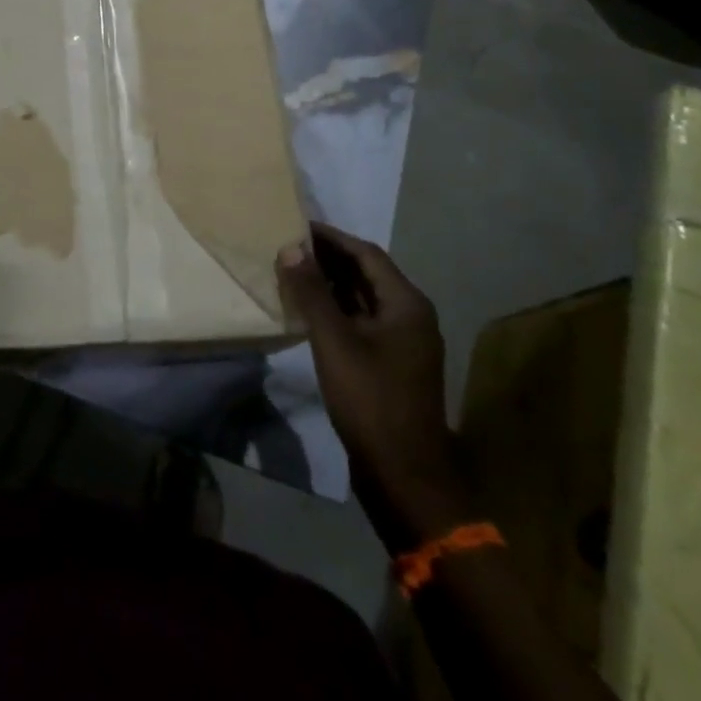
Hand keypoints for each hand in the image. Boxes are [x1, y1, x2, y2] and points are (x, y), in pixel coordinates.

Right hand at [278, 223, 465, 543]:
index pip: (366, 254)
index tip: (297, 225)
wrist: (404, 475)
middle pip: (367, 274)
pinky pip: (362, 322)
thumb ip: (312, 293)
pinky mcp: (392, 364)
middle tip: (289, 246)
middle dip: (329, 259)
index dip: (331, 237)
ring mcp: (403, 343)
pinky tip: (309, 313)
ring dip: (331, 285)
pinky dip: (337, 311)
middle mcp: (411, 316)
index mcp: (406, 304)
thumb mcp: (335, 342)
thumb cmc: (371, 400)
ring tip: (293, 273)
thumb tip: (291, 248)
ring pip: (363, 299)